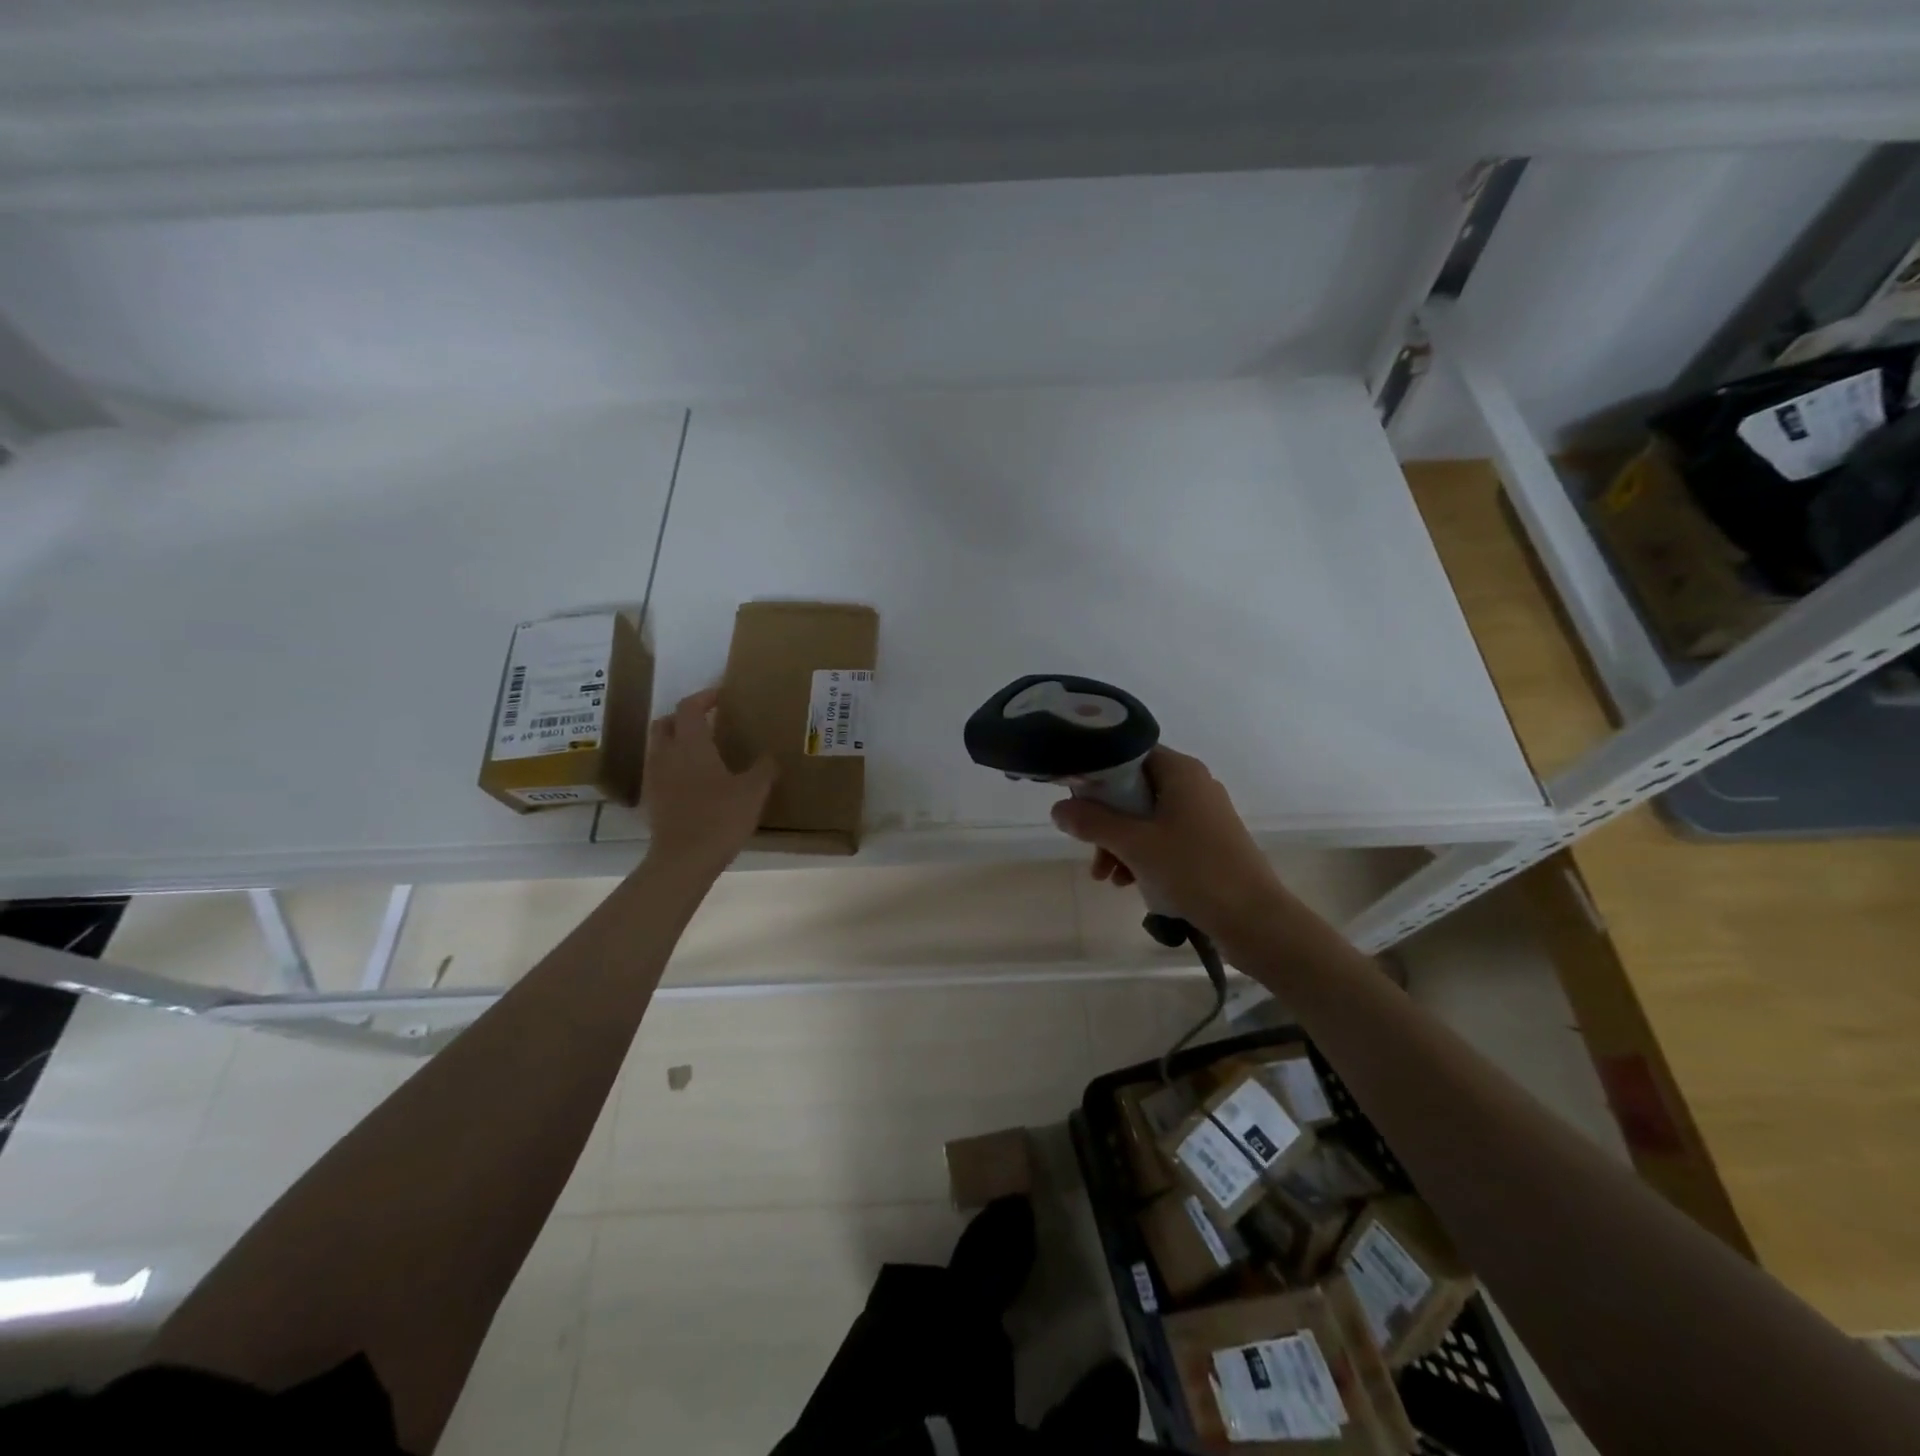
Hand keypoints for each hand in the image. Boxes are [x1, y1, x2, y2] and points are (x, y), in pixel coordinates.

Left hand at [642, 689, 776, 875]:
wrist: (683, 860)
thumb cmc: (720, 818)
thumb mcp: (753, 791)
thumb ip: (763, 769)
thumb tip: (770, 756)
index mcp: (691, 744)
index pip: (690, 707)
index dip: (705, 697)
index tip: (722, 696)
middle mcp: (666, 754)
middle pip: (666, 723)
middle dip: (684, 717)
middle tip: (708, 721)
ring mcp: (655, 778)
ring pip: (659, 747)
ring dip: (677, 741)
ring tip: (702, 751)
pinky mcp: (652, 800)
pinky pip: (660, 770)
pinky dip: (674, 765)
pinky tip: (694, 781)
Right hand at [1050, 747, 1283, 939]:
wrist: (1254, 919)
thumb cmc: (1193, 870)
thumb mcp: (1134, 844)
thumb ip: (1091, 822)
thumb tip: (1058, 808)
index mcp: (1180, 771)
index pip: (1127, 754)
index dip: (1096, 774)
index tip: (1075, 801)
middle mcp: (1193, 784)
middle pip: (1132, 789)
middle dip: (1104, 820)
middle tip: (1089, 849)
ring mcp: (1203, 814)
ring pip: (1145, 817)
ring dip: (1119, 843)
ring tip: (1106, 877)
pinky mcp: (1208, 841)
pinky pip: (1163, 837)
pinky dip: (1141, 854)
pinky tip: (1128, 882)